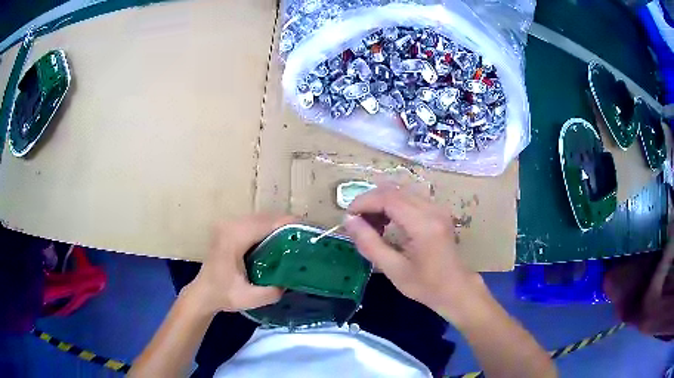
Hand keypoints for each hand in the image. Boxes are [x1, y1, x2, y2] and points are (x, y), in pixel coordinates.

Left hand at [185, 214, 294, 313]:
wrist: (202, 293)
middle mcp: (230, 225)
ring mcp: (228, 224)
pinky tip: (278, 238)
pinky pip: (253, 222)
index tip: (308, 230)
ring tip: (296, 236)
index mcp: (234, 238)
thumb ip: (273, 291)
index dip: (288, 224)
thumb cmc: (223, 295)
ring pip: (260, 217)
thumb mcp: (250, 298)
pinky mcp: (228, 228)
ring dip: (278, 224)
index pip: (266, 223)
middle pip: (265, 217)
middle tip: (305, 236)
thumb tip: (293, 279)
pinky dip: (268, 227)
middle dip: (286, 224)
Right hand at [343, 185, 481, 322]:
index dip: (364, 202)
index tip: (348, 216)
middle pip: (394, 190)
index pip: (388, 198)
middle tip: (356, 222)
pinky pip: (410, 198)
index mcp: (424, 224)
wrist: (456, 288)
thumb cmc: (425, 285)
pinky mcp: (438, 210)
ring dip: (381, 202)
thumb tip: (349, 220)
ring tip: (370, 224)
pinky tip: (387, 223)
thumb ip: (370, 243)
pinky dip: (393, 205)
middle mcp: (433, 208)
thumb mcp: (393, 269)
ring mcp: (438, 207)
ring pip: (401, 191)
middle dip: (370, 201)